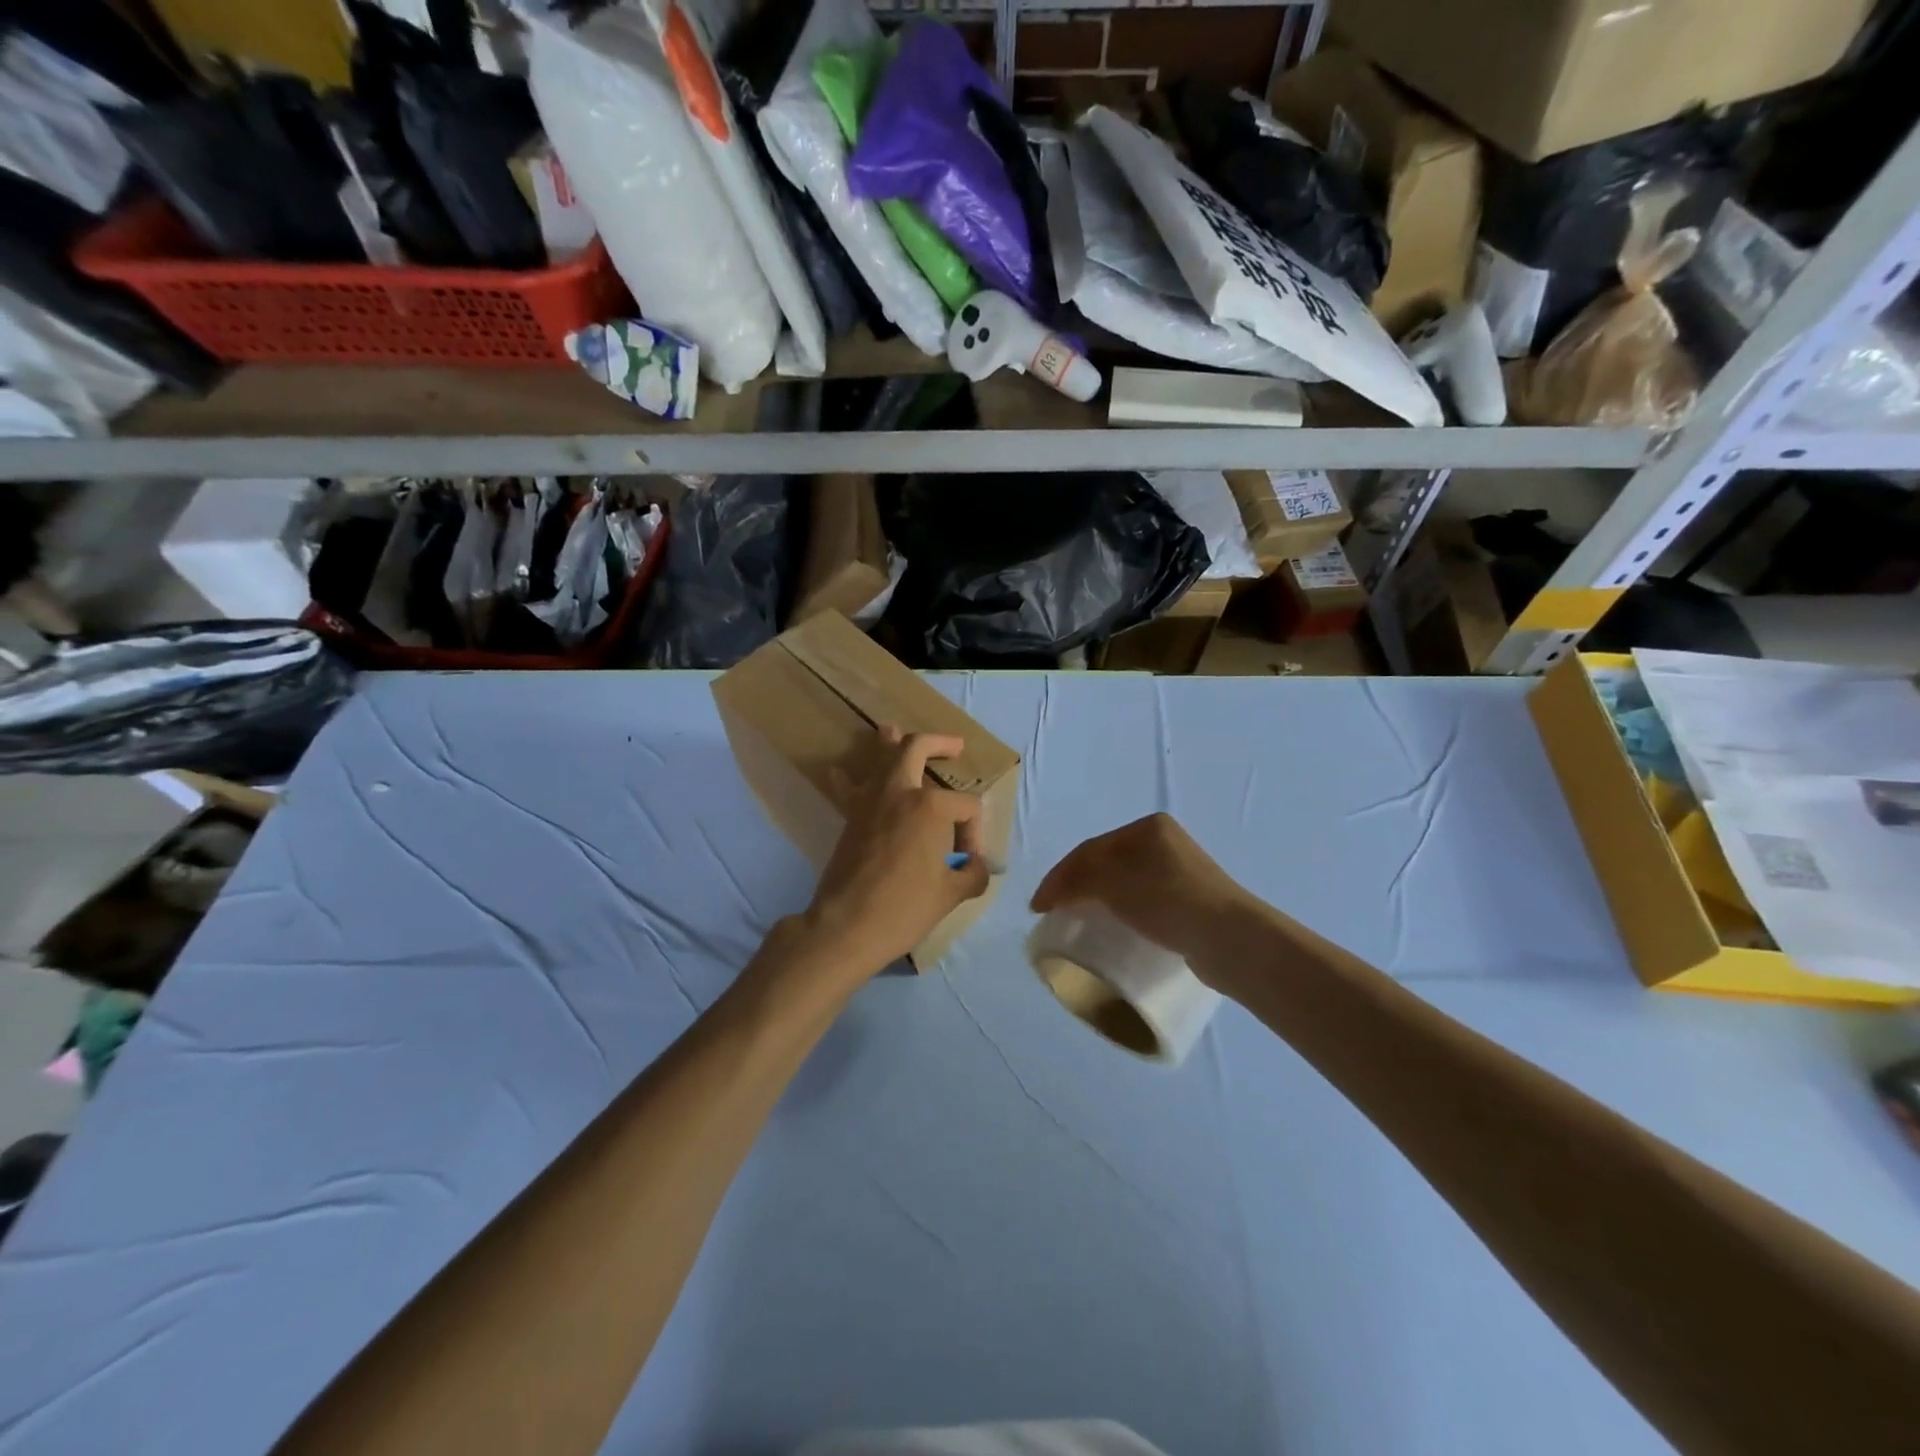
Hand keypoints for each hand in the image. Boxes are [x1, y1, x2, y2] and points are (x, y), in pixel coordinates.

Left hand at [793, 726, 990, 984]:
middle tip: (955, 747)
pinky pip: (848, 786)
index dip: (974, 832)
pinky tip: (840, 770)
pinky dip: (846, 776)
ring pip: (881, 757)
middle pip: (917, 749)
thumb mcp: (951, 895)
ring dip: (890, 743)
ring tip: (892, 731)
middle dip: (939, 743)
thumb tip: (977, 867)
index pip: (966, 807)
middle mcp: (900, 792)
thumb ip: (972, 874)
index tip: (968, 862)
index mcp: (931, 807)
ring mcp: (870, 801)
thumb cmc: (904, 909)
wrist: (846, 926)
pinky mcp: (849, 816)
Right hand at [1031, 814, 1267, 988]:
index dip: (1059, 876)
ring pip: (1124, 883)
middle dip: (1076, 885)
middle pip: (1106, 863)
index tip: (1037, 907)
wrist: (1229, 938)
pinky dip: (1120, 912)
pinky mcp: (1190, 903)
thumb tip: (1054, 892)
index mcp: (1147, 828)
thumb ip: (1077, 878)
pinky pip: (1142, 903)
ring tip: (1078, 921)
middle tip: (1053, 911)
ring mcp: (1181, 872)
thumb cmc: (1166, 899)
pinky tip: (1114, 928)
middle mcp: (1164, 843)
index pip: (1090, 849)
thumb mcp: (1112, 880)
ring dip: (1097, 899)